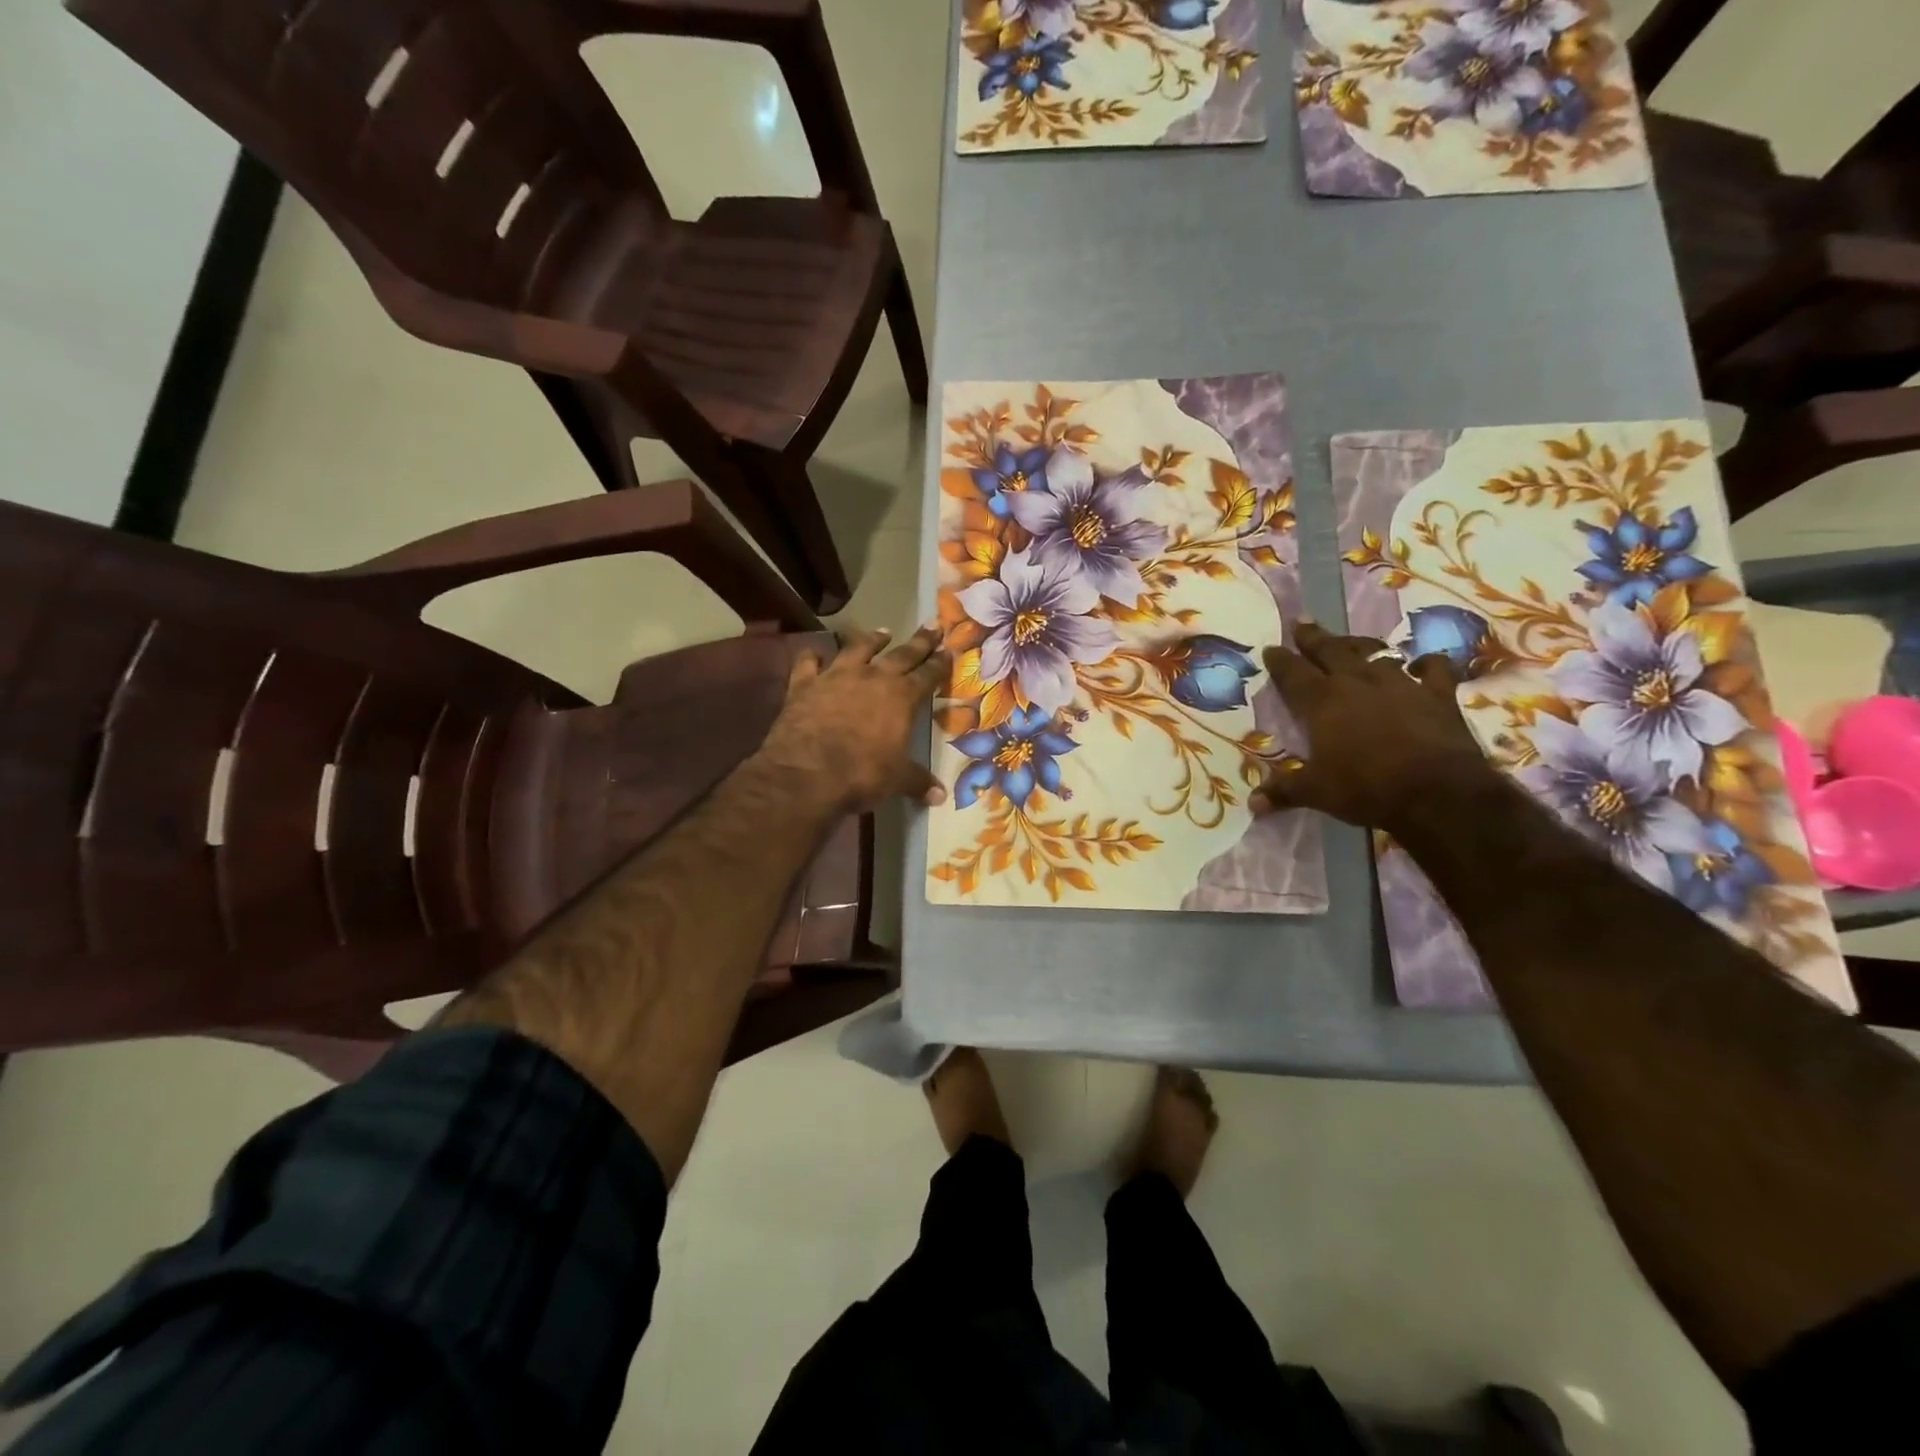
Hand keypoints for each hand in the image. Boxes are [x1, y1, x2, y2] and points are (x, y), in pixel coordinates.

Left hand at [756, 625, 950, 813]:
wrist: (806, 773)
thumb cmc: (862, 774)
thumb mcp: (897, 780)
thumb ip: (918, 782)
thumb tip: (940, 796)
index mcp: (902, 697)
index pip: (928, 675)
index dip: (940, 663)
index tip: (949, 650)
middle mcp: (872, 677)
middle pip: (902, 654)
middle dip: (919, 641)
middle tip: (932, 626)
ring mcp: (836, 676)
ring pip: (858, 648)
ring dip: (871, 639)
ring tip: (882, 631)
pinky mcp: (804, 684)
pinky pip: (808, 662)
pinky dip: (812, 656)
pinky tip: (815, 652)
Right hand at [1251, 620, 1495, 832]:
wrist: (1438, 792)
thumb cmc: (1366, 788)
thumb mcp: (1316, 792)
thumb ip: (1284, 790)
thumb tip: (1253, 804)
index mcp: (1322, 702)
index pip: (1293, 673)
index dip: (1280, 660)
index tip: (1270, 648)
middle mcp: (1358, 683)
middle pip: (1331, 651)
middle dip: (1313, 638)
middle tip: (1302, 624)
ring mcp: (1401, 685)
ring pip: (1375, 654)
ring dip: (1360, 646)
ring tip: (1349, 642)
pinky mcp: (1438, 695)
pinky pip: (1434, 669)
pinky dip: (1426, 664)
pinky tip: (1420, 665)